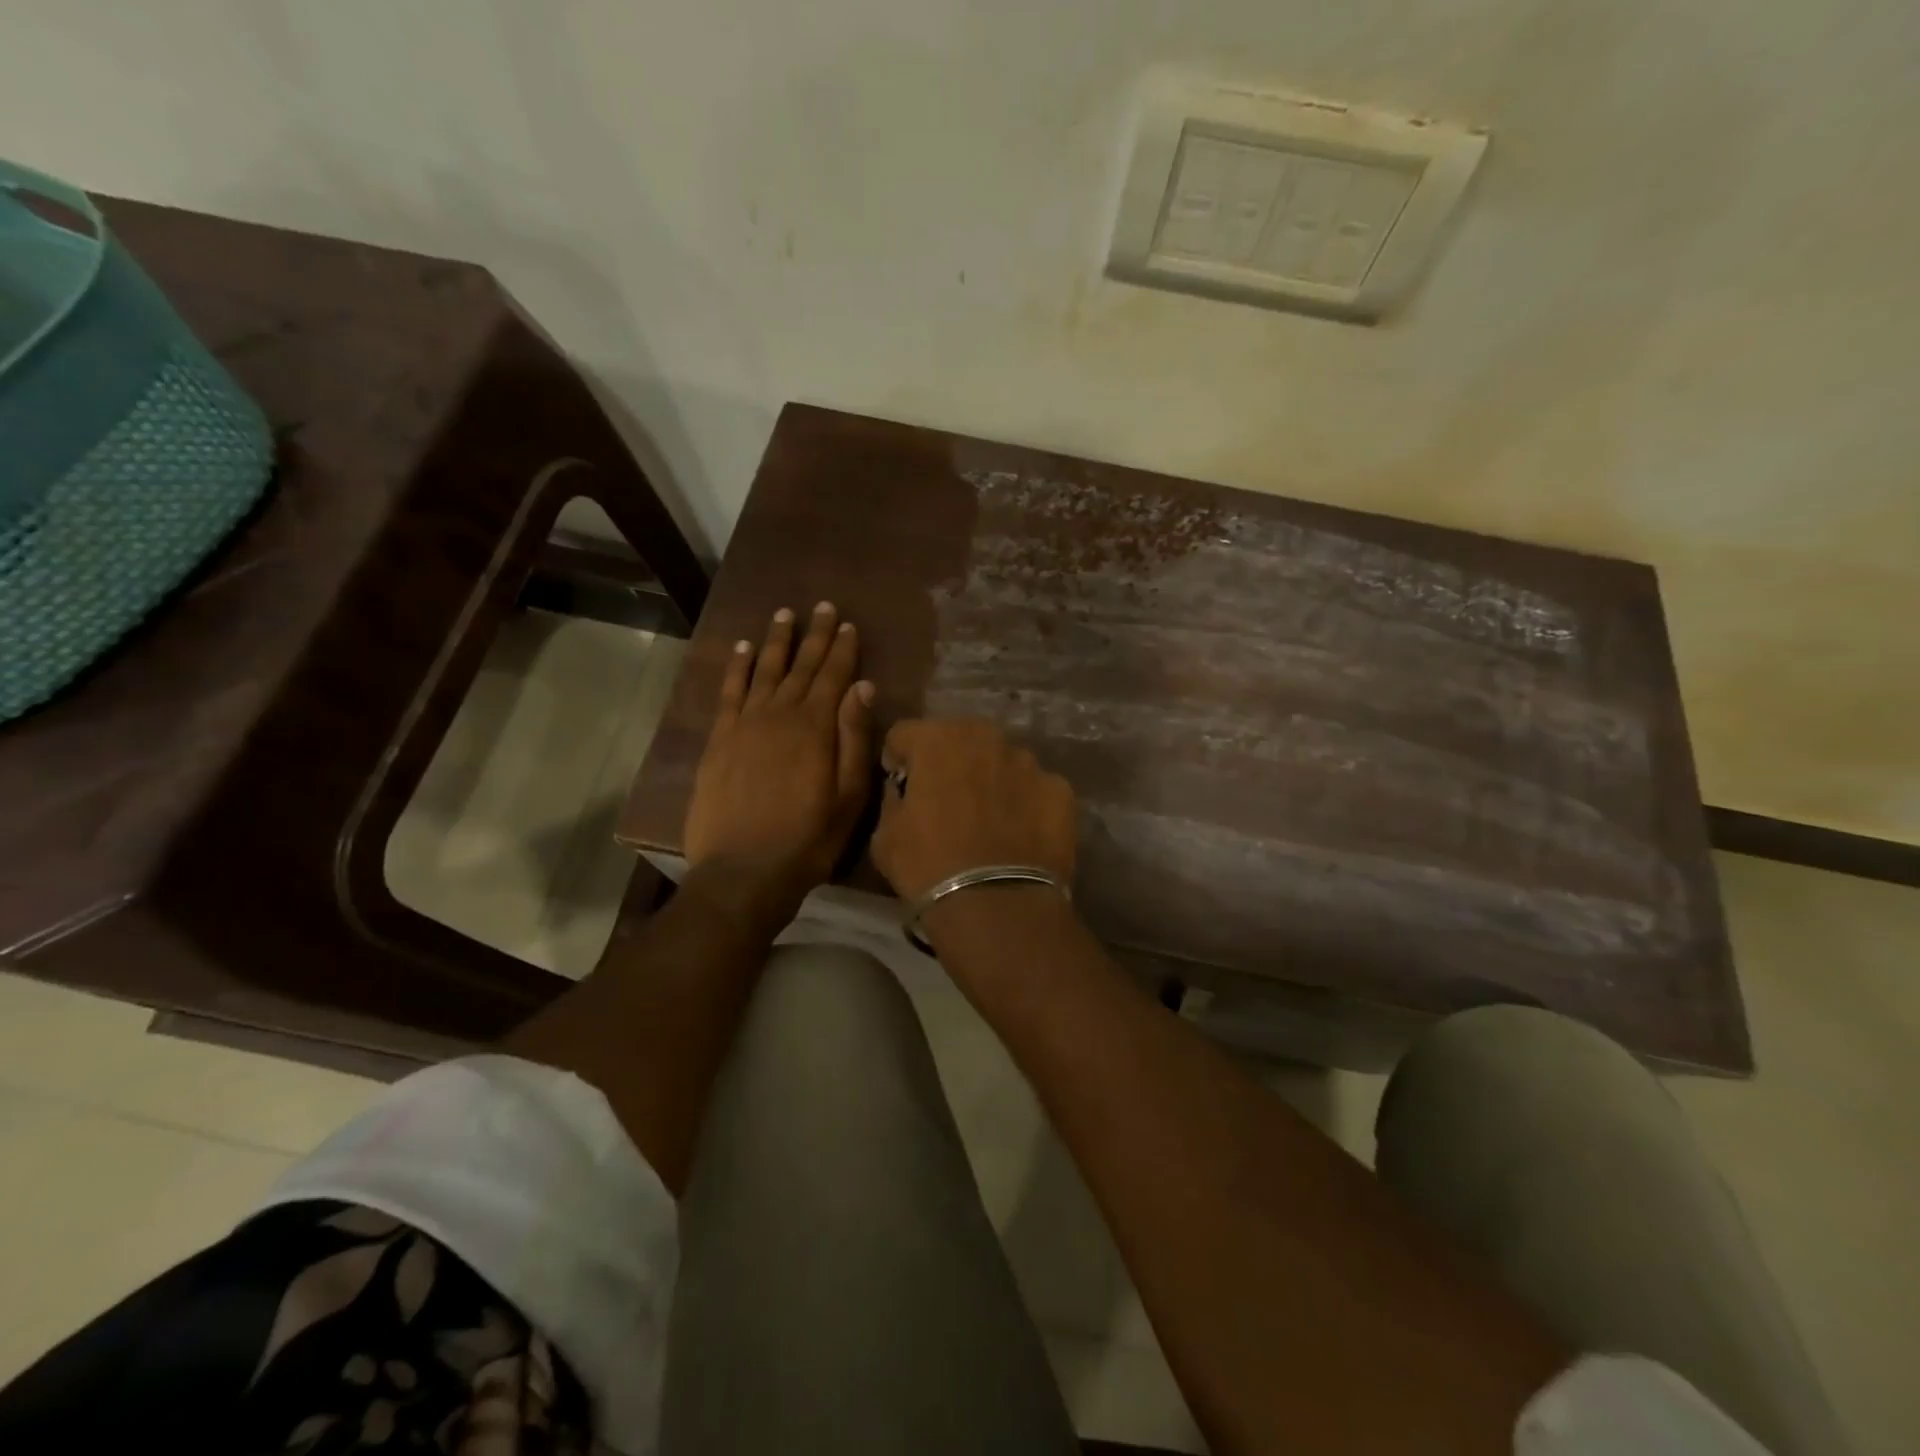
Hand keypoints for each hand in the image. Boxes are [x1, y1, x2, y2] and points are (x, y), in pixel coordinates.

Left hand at [683, 603, 874, 927]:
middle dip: (815, 636)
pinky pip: (729, 692)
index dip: (843, 649)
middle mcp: (779, 714)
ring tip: (785, 614)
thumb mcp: (848, 796)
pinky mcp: (719, 739)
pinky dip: (737, 667)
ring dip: (777, 641)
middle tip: (824, 607)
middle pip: (801, 667)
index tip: (849, 624)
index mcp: (815, 727)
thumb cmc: (808, 839)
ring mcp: (745, 724)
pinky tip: (742, 648)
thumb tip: (863, 687)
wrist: (743, 871)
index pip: (833, 677)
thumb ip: (854, 738)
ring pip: (764, 671)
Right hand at [872, 719, 1076, 903]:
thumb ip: (894, 799)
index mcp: (936, 739)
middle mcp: (985, 736)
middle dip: (950, 763)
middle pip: (959, 740)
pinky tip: (1019, 837)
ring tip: (989, 822)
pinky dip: (1026, 805)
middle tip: (947, 802)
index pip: (905, 734)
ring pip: (1001, 762)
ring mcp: (1028, 761)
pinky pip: (1034, 790)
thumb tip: (905, 792)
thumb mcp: (885, 836)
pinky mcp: (1060, 789)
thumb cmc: (928, 866)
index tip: (902, 788)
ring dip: (991, 781)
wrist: (996, 904)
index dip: (899, 760)